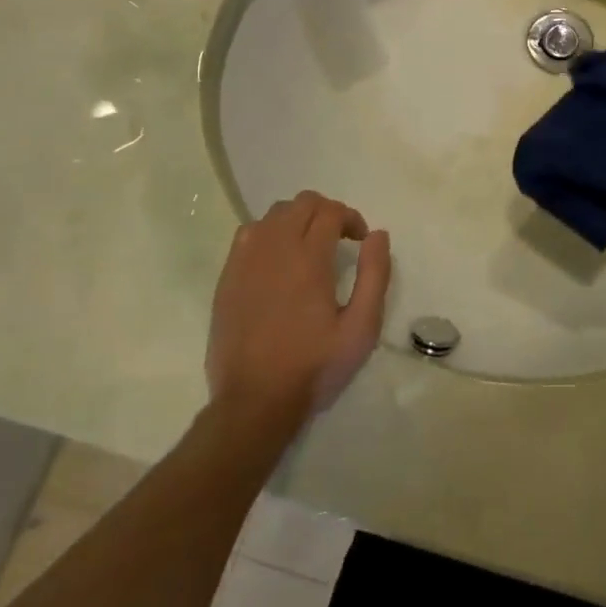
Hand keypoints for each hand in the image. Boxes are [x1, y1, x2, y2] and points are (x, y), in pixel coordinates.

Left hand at [206, 192, 391, 418]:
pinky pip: (248, 234)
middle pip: (301, 203)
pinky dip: (268, 233)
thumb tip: (378, 235)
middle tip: (339, 239)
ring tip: (309, 246)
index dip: (351, 218)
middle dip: (326, 212)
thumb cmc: (314, 366)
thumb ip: (375, 275)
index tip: (360, 240)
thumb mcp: (361, 327)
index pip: (331, 211)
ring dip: (297, 219)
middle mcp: (275, 250)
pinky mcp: (227, 278)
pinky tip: (278, 260)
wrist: (254, 403)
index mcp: (309, 259)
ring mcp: (245, 262)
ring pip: (273, 214)